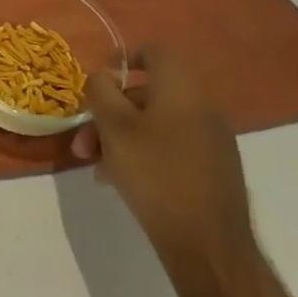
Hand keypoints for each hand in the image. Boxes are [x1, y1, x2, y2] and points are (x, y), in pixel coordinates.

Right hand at [72, 47, 255, 282]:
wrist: (207, 244)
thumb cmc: (155, 173)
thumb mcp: (114, 127)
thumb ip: (101, 91)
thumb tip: (102, 76)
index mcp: (182, 89)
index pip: (155, 52)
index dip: (123, 59)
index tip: (98, 83)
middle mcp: (202, 107)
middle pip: (148, 94)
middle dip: (109, 112)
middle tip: (84, 140)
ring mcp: (211, 140)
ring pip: (155, 123)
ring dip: (120, 136)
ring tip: (96, 166)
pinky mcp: (212, 169)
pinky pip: (170, 146)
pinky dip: (142, 153)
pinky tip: (121, 180)